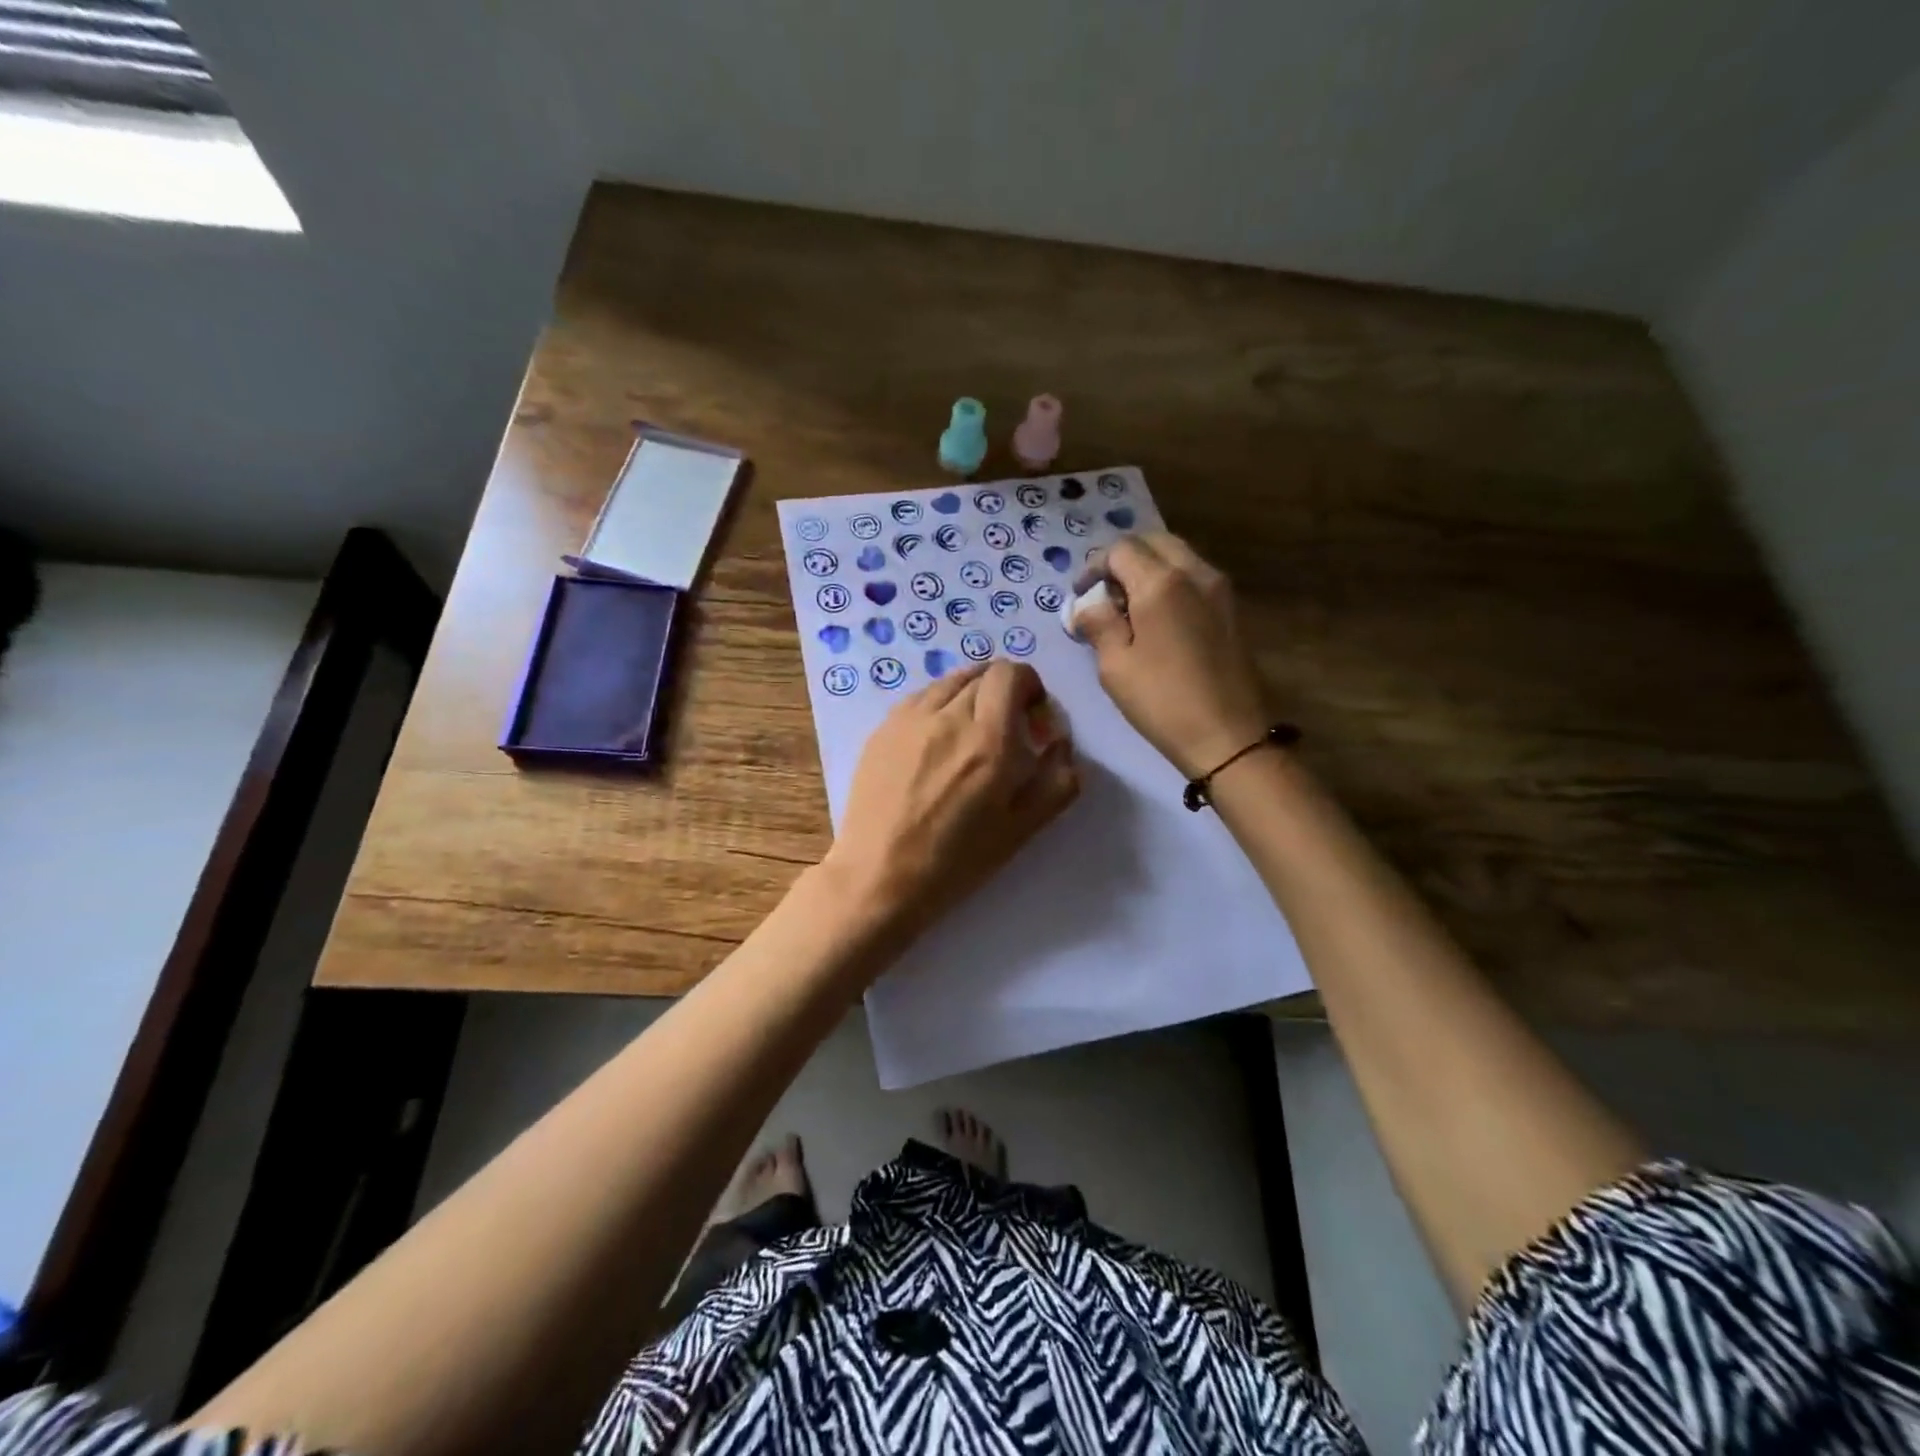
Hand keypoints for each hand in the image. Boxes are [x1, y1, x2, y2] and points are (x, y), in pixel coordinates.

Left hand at [825, 660, 1078, 934]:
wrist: (880, 876)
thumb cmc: (957, 860)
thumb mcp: (1023, 828)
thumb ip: (1057, 779)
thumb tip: (1060, 742)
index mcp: (989, 739)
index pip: (1011, 673)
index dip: (1028, 686)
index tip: (1031, 717)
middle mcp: (949, 716)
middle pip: (982, 675)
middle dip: (1003, 693)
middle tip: (1005, 732)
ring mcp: (910, 719)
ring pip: (949, 682)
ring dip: (969, 696)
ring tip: (969, 734)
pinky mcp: (882, 729)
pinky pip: (920, 698)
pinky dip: (938, 706)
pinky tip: (936, 741)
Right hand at [1076, 533, 1268, 777]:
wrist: (1228, 737)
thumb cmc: (1163, 701)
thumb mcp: (1115, 666)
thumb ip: (1098, 624)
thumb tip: (1087, 605)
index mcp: (1161, 583)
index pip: (1121, 550)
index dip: (1094, 567)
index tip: (1080, 595)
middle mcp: (1195, 573)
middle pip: (1154, 542)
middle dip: (1124, 559)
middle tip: (1105, 593)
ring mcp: (1220, 590)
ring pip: (1178, 556)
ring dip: (1150, 568)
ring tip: (1130, 607)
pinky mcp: (1232, 610)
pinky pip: (1195, 577)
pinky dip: (1172, 583)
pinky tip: (1158, 620)